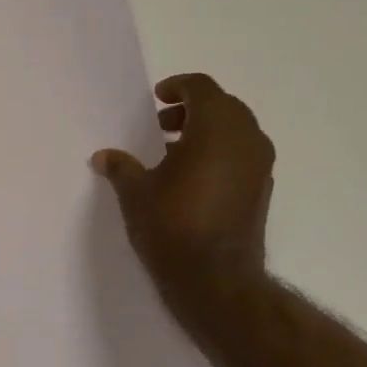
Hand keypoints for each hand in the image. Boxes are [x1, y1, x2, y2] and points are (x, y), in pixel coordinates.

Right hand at [92, 73, 275, 319]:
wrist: (215, 279)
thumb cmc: (172, 225)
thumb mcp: (136, 193)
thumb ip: (121, 167)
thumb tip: (103, 157)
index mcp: (216, 127)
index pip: (201, 87)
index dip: (177, 87)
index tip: (157, 99)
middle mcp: (246, 138)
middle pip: (222, 105)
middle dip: (192, 109)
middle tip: (161, 126)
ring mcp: (260, 165)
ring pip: (236, 130)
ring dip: (207, 131)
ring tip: (173, 152)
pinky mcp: (263, 189)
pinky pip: (243, 154)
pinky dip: (221, 153)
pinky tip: (193, 177)